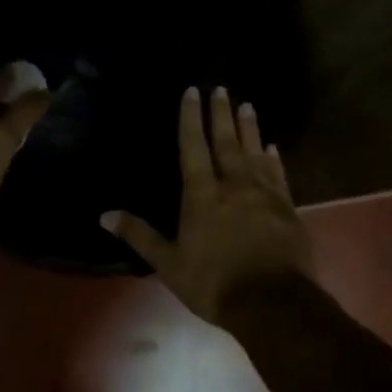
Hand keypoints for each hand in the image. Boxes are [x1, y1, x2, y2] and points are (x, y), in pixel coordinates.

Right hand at [101, 85, 313, 323]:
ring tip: (247, 105)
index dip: (191, 118)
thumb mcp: (169, 263)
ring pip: (255, 152)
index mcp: (202, 194)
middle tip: (222, 89)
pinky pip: (278, 174)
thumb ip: (140, 236)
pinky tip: (272, 147)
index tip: (193, 91)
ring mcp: (264, 194)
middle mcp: (233, 185)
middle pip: (226, 141)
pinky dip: (274, 158)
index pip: (194, 147)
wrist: (272, 302)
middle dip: (221, 113)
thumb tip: (104, 215)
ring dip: (249, 127)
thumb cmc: (214, 283)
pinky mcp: (286, 207)